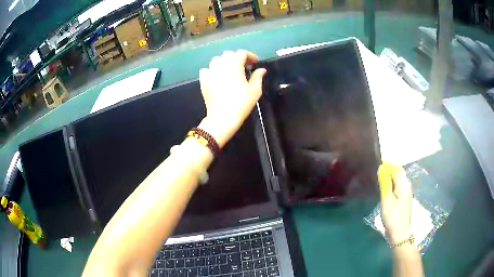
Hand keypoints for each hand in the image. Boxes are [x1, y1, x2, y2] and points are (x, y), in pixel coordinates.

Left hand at [198, 50, 265, 146]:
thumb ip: (258, 77)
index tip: (255, 63)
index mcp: (234, 66)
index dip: (250, 56)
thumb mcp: (255, 91)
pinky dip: (212, 70)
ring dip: (224, 62)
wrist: (223, 117)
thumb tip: (261, 69)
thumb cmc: (241, 104)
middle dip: (237, 57)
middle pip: (228, 54)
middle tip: (243, 66)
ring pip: (216, 60)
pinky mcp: (203, 80)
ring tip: (229, 70)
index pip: (242, 53)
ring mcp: (210, 72)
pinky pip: (206, 70)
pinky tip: (217, 76)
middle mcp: (221, 65)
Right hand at [378, 163, 411, 244]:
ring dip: (389, 178)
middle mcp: (407, 185)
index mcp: (404, 184)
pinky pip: (397, 186)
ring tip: (378, 181)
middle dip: (388, 170)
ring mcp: (406, 192)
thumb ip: (385, 183)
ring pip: (398, 179)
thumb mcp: (386, 200)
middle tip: (376, 174)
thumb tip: (382, 168)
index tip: (376, 167)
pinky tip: (385, 190)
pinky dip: (391, 184)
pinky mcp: (404, 199)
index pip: (396, 167)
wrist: (400, 233)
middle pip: (398, 172)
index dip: (387, 165)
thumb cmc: (393, 217)